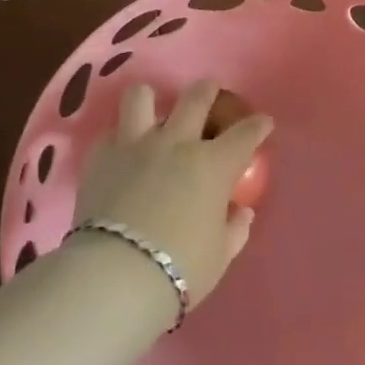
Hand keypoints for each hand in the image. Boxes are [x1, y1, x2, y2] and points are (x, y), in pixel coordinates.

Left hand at [72, 80, 272, 311]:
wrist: (117, 273)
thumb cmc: (180, 268)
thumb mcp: (219, 255)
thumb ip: (233, 229)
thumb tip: (241, 212)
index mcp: (213, 165)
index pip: (245, 134)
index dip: (258, 126)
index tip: (263, 122)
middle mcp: (176, 143)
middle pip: (196, 98)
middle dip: (208, 90)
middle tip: (209, 92)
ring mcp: (135, 144)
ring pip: (142, 97)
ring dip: (150, 100)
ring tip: (152, 110)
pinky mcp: (101, 156)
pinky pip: (110, 133)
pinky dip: (118, 139)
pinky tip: (121, 152)